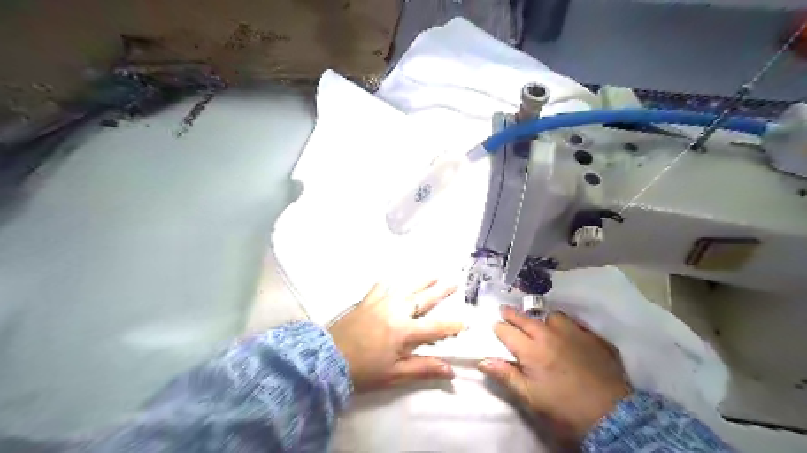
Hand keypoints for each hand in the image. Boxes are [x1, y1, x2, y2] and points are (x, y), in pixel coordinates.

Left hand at [330, 279, 466, 391]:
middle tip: (454, 282)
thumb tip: (451, 370)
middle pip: (423, 299)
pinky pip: (381, 286)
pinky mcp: (367, 300)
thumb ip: (423, 369)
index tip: (465, 322)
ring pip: (406, 287)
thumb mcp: (395, 375)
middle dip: (441, 291)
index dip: (452, 325)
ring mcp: (381, 302)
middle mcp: (396, 311)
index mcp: (404, 331)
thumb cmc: (364, 370)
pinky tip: (394, 277)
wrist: (327, 359)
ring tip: (434, 273)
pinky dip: (390, 281)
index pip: (436, 327)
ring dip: (421, 280)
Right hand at [478, 306, 630, 440]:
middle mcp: (550, 335)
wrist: (612, 415)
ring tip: (540, 323)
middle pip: (526, 319)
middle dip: (512, 314)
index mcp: (532, 350)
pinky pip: (576, 323)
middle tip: (504, 311)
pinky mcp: (594, 338)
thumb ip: (506, 376)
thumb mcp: (531, 397)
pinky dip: (566, 326)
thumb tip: (482, 361)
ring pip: (552, 316)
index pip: (507, 331)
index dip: (498, 328)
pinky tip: (568, 333)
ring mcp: (574, 333)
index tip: (495, 327)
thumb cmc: (564, 408)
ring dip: (542, 318)